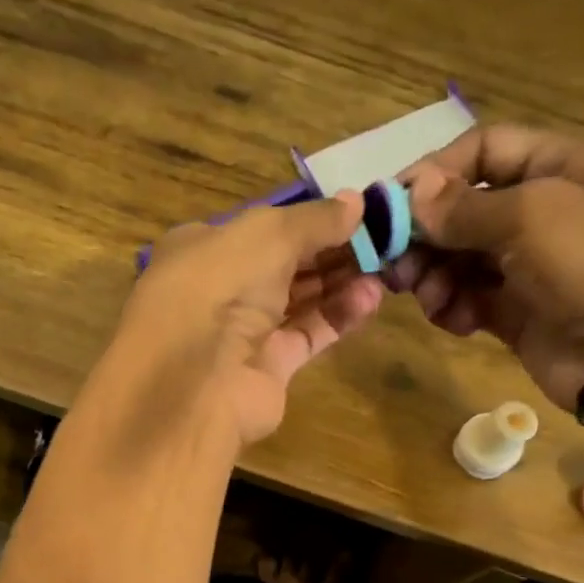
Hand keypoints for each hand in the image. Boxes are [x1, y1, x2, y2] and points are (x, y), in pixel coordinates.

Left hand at [120, 194, 383, 444]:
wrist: (197, 380)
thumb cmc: (220, 286)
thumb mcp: (269, 233)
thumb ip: (315, 219)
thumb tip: (357, 202)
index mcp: (204, 248)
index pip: (260, 227)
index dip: (306, 218)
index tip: (354, 211)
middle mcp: (221, 289)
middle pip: (284, 264)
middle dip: (330, 250)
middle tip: (381, 238)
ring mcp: (243, 332)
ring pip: (299, 299)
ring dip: (340, 281)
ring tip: (386, 265)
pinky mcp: (269, 367)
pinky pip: (309, 334)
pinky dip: (338, 316)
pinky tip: (371, 298)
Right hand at [385, 125, 583, 409]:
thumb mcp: (532, 216)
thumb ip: (464, 206)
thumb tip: (411, 194)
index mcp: (561, 167)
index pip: (485, 150)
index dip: (436, 172)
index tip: (392, 206)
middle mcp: (543, 211)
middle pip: (464, 209)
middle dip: (427, 235)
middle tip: (396, 266)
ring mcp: (529, 265)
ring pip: (460, 259)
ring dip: (434, 276)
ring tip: (429, 297)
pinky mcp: (517, 312)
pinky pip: (469, 299)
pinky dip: (453, 308)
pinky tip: (455, 321)